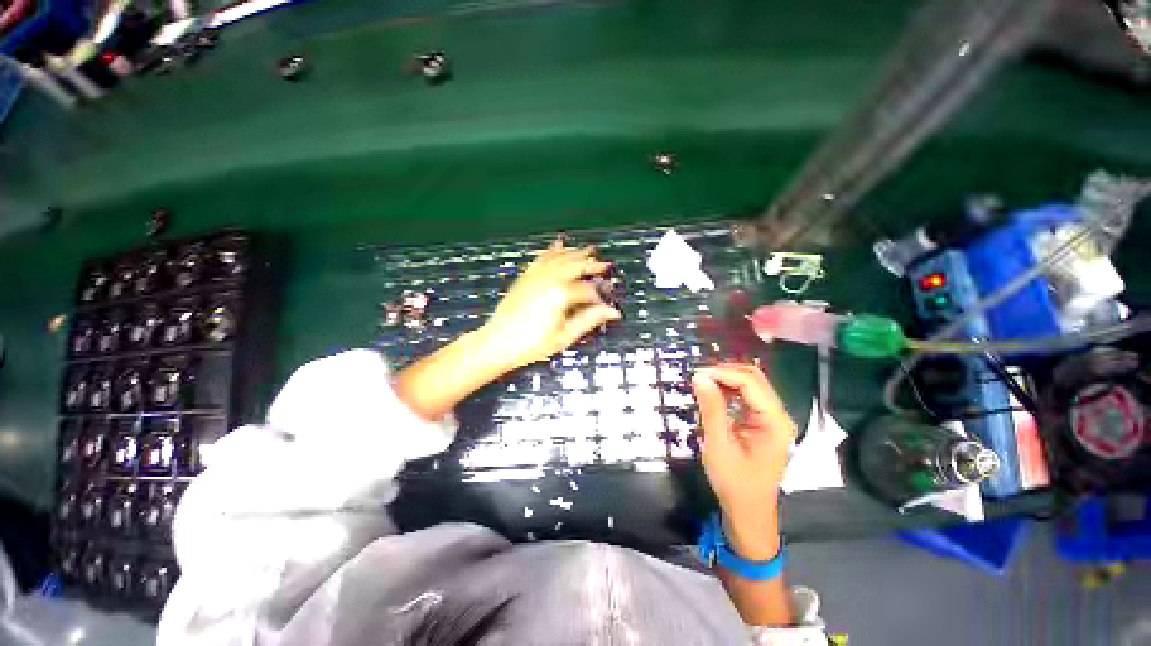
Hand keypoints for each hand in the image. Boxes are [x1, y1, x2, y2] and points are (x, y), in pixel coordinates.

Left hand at [482, 238, 620, 369]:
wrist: (498, 342)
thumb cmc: (533, 343)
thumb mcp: (565, 335)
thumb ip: (589, 320)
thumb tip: (612, 312)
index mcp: (561, 294)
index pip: (587, 289)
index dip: (599, 296)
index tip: (607, 303)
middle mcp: (550, 278)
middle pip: (576, 266)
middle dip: (592, 265)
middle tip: (605, 264)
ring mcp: (536, 275)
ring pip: (560, 258)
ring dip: (576, 253)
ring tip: (589, 250)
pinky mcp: (526, 276)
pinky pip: (542, 258)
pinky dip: (552, 250)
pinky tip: (558, 244)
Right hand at [692, 364, 795, 559]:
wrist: (748, 512)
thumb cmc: (735, 483)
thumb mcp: (719, 444)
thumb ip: (711, 408)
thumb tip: (699, 377)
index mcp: (774, 421)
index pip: (750, 382)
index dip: (722, 373)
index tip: (696, 375)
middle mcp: (778, 415)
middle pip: (754, 379)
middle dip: (724, 373)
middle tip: (697, 378)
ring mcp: (771, 419)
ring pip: (750, 385)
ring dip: (726, 380)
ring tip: (702, 384)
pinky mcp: (762, 423)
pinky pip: (746, 397)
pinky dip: (728, 391)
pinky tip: (713, 395)